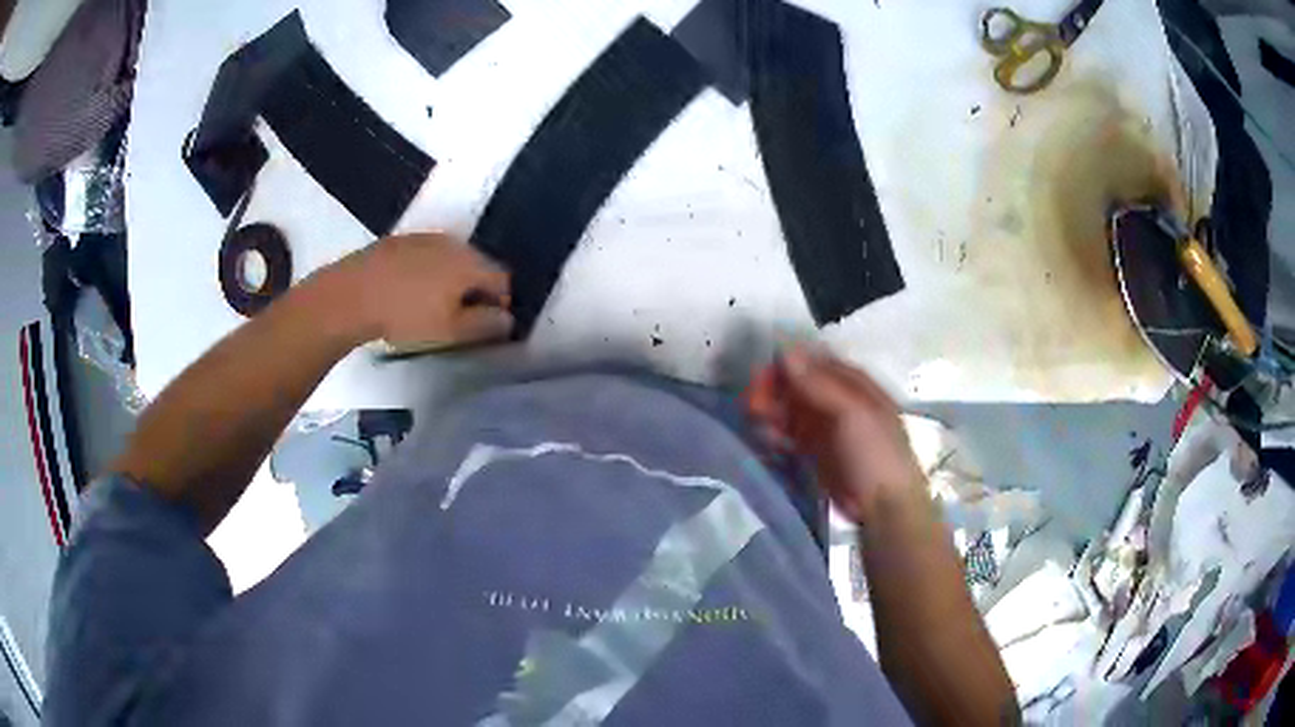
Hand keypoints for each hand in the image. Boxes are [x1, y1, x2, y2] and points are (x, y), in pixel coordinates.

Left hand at [330, 233, 512, 348]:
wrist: (351, 294)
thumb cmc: (406, 316)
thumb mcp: (451, 331)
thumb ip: (485, 325)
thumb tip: (508, 319)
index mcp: (470, 264)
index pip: (503, 280)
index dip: (501, 304)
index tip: (486, 325)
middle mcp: (453, 244)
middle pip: (478, 265)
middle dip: (477, 289)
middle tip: (461, 317)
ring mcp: (424, 238)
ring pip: (451, 259)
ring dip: (451, 279)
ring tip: (434, 304)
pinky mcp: (400, 241)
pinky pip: (426, 255)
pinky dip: (427, 272)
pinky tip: (409, 291)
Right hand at [746, 348, 923, 523]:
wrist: (884, 506)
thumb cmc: (875, 453)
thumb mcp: (852, 413)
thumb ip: (819, 383)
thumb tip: (785, 350)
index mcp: (852, 382)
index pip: (811, 361)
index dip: (783, 366)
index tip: (759, 378)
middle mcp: (836, 399)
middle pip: (795, 384)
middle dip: (772, 391)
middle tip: (752, 407)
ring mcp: (824, 426)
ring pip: (789, 409)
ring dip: (770, 413)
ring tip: (759, 426)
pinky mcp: (814, 451)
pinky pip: (788, 434)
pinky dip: (776, 434)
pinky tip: (769, 442)